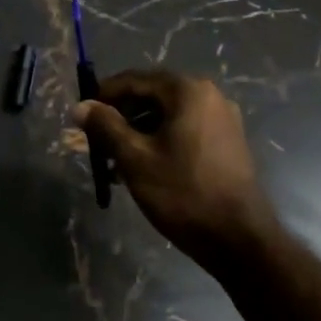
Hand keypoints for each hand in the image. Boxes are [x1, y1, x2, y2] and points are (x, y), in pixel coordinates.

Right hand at [72, 70, 277, 269]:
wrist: (240, 240)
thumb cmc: (183, 193)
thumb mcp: (135, 159)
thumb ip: (105, 127)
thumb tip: (80, 106)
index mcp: (187, 90)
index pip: (134, 80)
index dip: (104, 95)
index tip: (82, 116)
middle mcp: (208, 95)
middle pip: (152, 96)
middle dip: (121, 117)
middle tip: (96, 141)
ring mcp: (222, 119)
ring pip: (167, 115)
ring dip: (138, 132)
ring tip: (114, 161)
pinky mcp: (227, 142)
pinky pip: (184, 130)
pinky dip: (160, 141)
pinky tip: (142, 168)